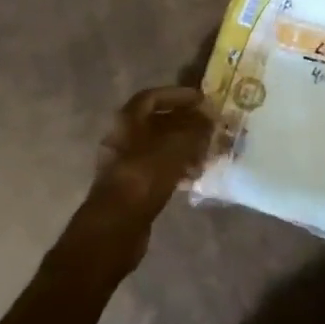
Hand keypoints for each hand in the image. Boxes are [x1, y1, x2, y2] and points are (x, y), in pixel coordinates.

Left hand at [74, 86, 215, 266]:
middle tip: (210, 127)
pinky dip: (177, 167)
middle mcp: (123, 139)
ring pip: (160, 147)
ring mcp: (126, 164)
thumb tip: (210, 118)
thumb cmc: (143, 178)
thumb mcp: (174, 149)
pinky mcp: (132, 188)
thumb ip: (194, 130)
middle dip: (185, 123)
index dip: (177, 95)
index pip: (152, 97)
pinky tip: (196, 175)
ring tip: (208, 153)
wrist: (114, 229)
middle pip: (157, 123)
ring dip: (184, 147)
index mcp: (127, 122)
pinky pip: (158, 169)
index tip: (202, 100)